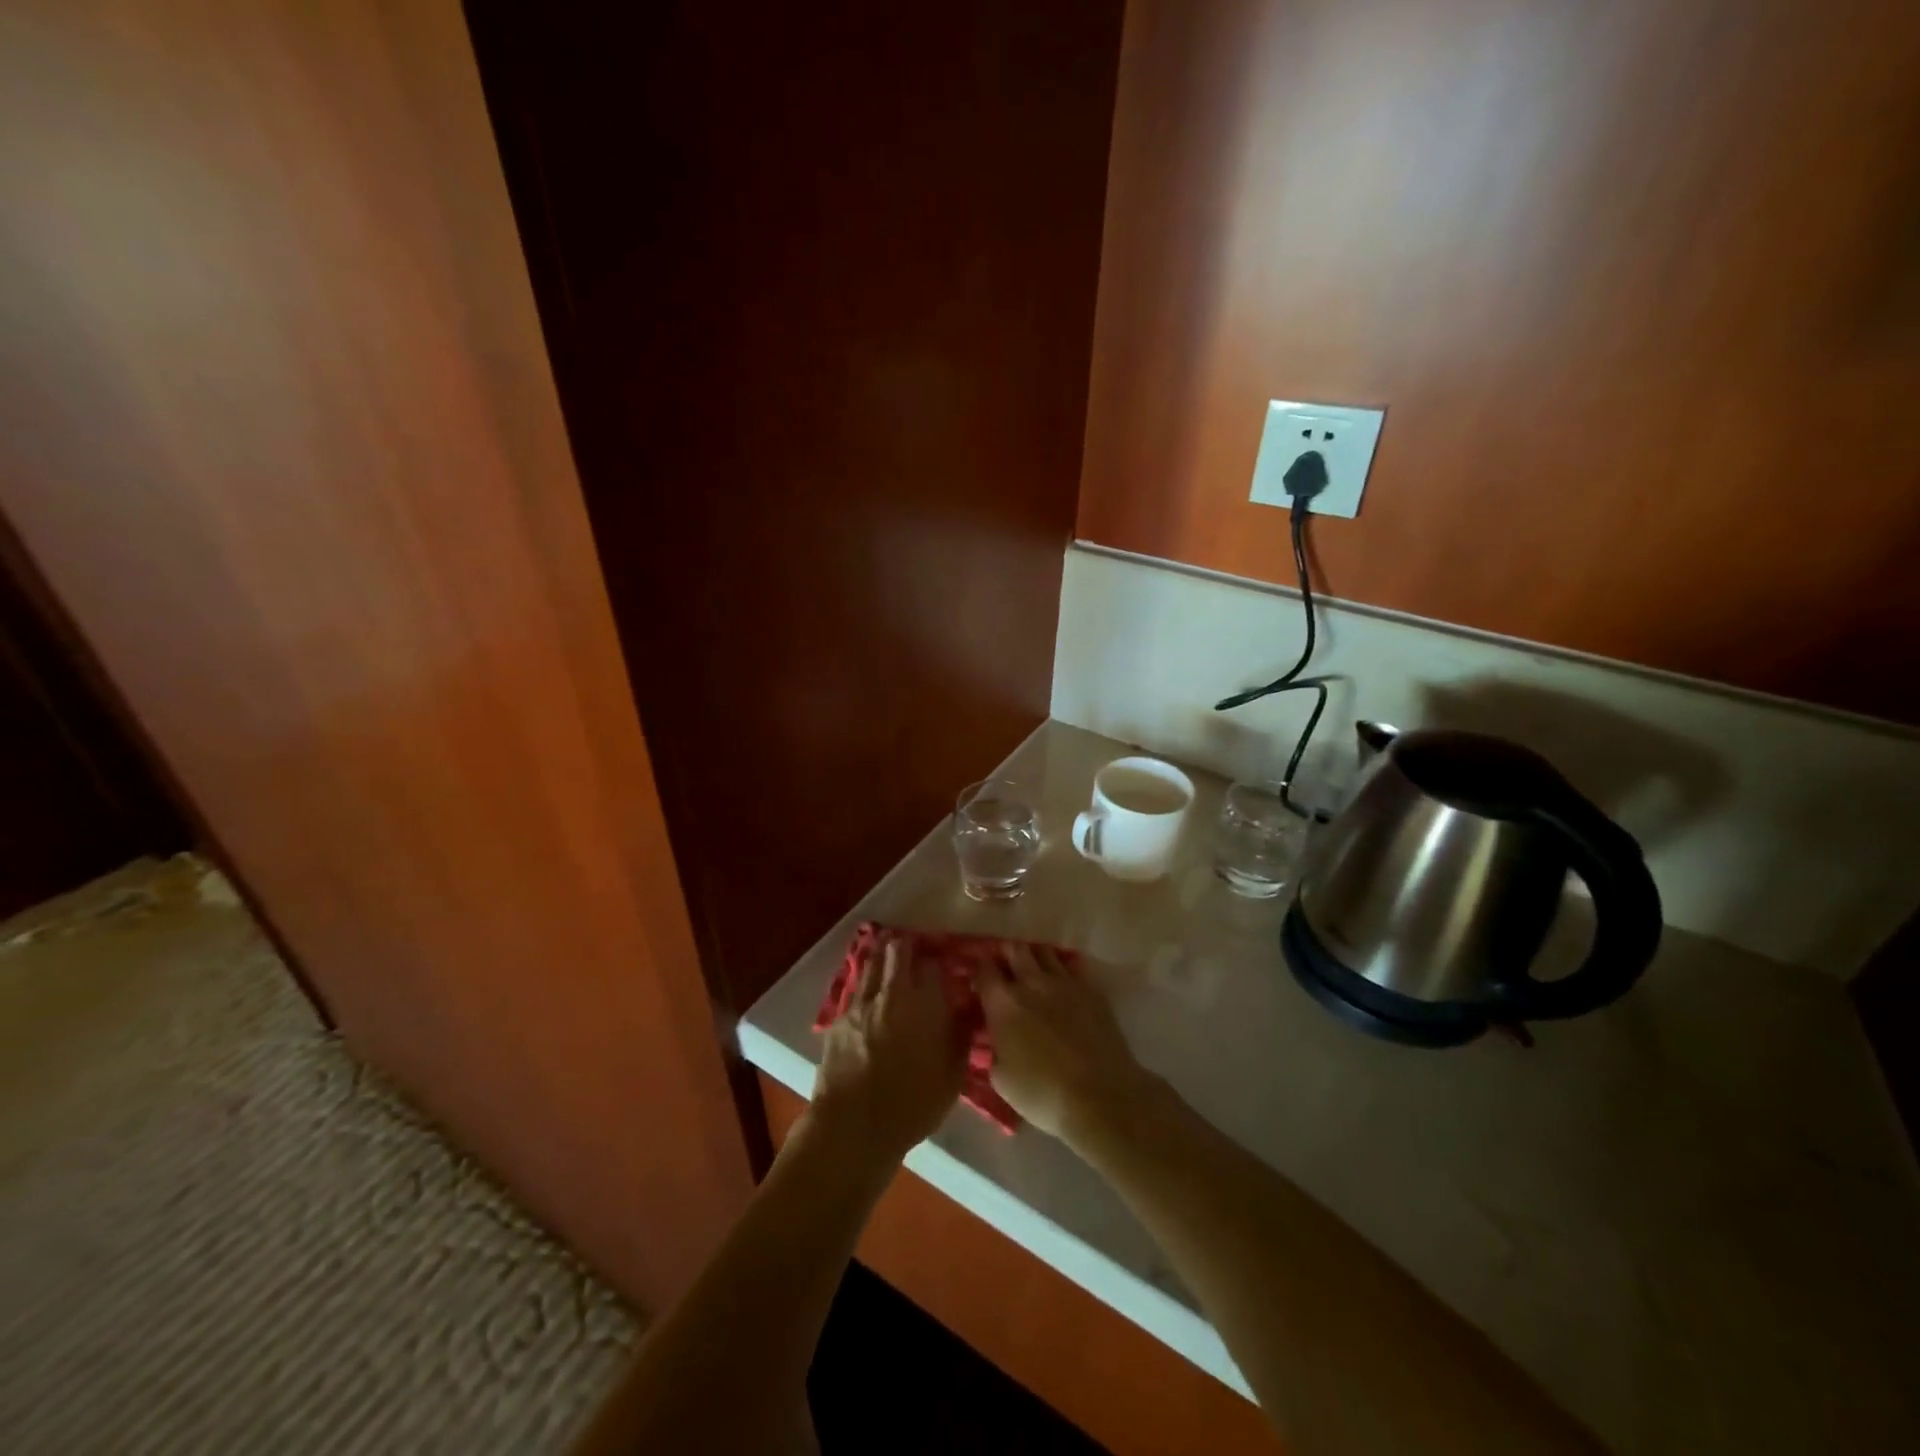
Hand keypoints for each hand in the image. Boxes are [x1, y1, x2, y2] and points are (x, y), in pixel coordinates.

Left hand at [810, 936, 967, 1163]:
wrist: (854, 1126)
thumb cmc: (912, 1104)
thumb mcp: (952, 1075)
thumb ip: (960, 1035)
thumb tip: (967, 1009)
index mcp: (925, 1003)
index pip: (933, 965)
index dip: (939, 961)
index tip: (943, 965)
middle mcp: (893, 993)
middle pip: (898, 951)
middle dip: (907, 945)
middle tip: (913, 948)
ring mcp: (862, 1002)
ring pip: (872, 963)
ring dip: (882, 954)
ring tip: (888, 950)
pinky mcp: (839, 1018)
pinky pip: (855, 987)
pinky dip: (864, 980)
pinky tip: (868, 985)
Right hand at [979, 945, 1155, 1147]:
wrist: (1100, 1096)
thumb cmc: (1043, 1093)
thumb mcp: (1001, 1079)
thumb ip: (994, 1050)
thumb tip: (996, 1040)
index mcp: (1003, 1003)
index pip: (983, 970)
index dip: (978, 971)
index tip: (979, 981)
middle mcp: (1031, 982)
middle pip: (1014, 949)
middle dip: (1006, 954)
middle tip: (1005, 968)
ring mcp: (1064, 982)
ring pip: (1044, 951)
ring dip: (1034, 956)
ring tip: (1033, 971)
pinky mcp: (1091, 989)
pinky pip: (1072, 965)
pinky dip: (1063, 969)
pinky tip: (1062, 984)